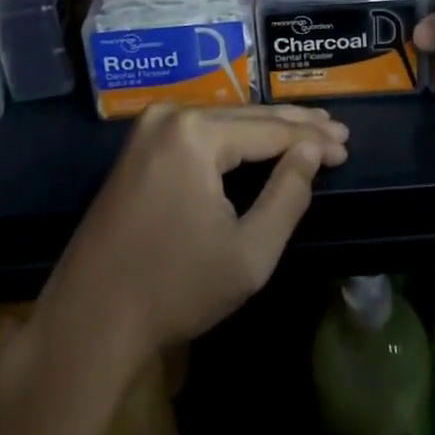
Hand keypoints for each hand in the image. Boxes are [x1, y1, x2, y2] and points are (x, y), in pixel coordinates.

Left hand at [38, 105, 348, 366]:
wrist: (88, 320)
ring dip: (266, 129)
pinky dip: (235, 138)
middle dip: (295, 126)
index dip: (312, 139)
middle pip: (248, 116)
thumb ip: (288, 195)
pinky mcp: (140, 145)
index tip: (347, 145)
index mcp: (196, 134)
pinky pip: (200, 131)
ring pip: (225, 120)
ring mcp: (150, 127)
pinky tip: (261, 141)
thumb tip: (312, 152)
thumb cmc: (174, 290)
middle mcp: (172, 115)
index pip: (270, 129)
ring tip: (310, 130)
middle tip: (337, 131)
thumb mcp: (248, 254)